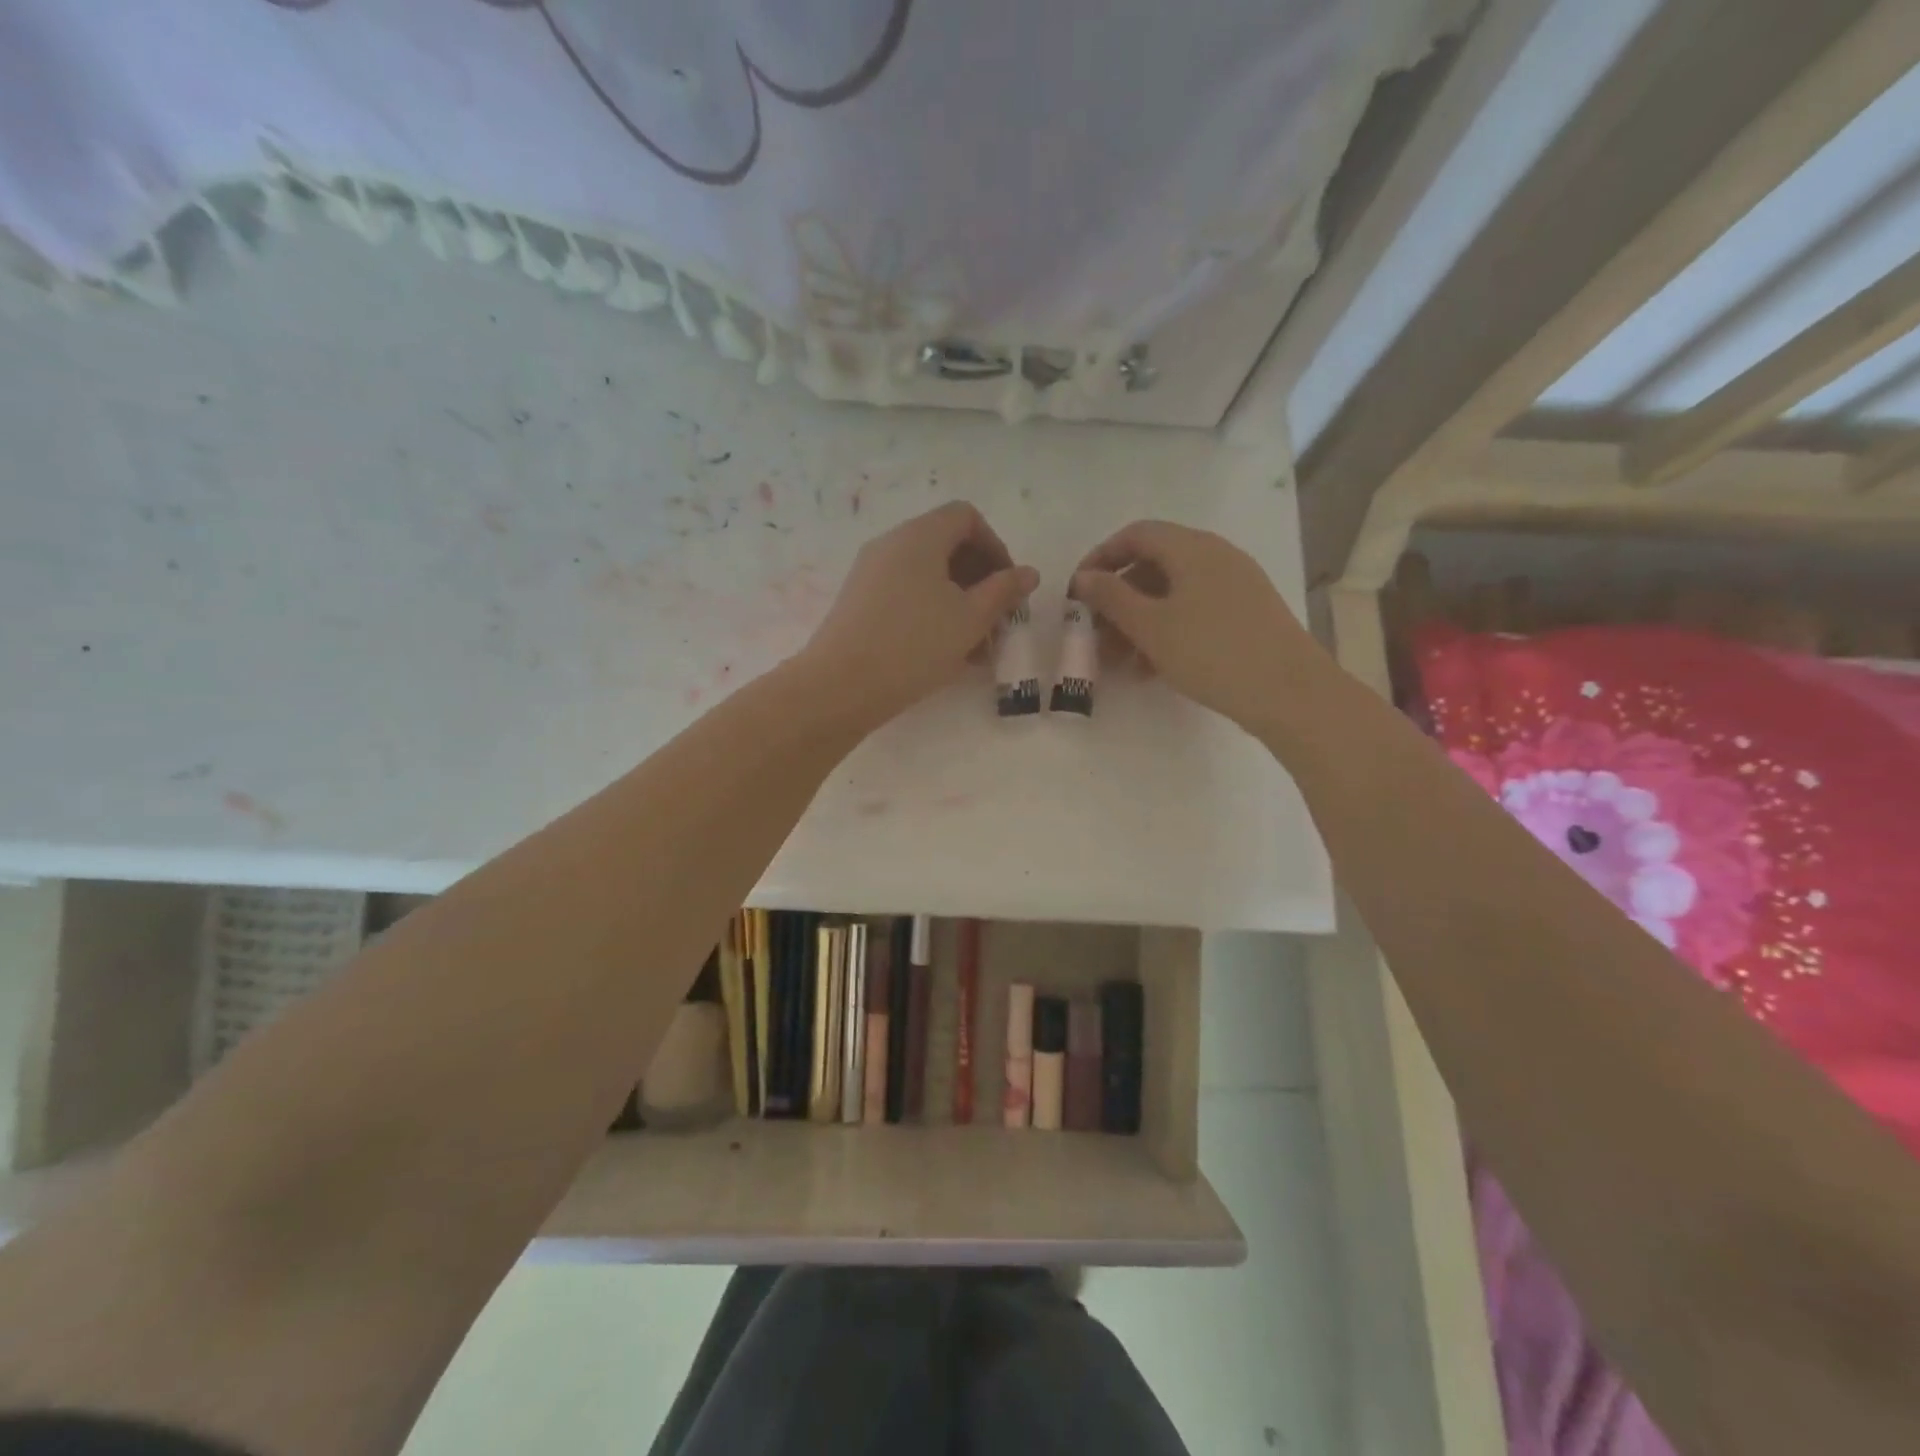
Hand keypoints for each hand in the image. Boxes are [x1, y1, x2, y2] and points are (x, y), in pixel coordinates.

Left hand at [802, 501, 1038, 724]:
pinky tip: (946, 654)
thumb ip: (1004, 590)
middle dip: (980, 581)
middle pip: (946, 546)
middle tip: (997, 621)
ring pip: (927, 577)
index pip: (966, 517)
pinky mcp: (859, 602)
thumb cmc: (914, 645)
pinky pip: (906, 595)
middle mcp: (891, 544)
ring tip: (977, 648)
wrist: (840, 686)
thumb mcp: (970, 619)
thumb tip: (1028, 573)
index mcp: (919, 536)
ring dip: (959, 603)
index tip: (1007, 587)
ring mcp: (870, 573)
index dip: (995, 547)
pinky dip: (932, 614)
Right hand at [1073, 520, 1325, 733]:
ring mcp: (1235, 585)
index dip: (1101, 557)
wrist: (1290, 692)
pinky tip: (1150, 668)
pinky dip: (1166, 631)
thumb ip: (1112, 598)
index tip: (1078, 591)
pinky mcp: (1245, 613)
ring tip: (1118, 660)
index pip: (1136, 534)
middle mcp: (1216, 556)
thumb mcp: (1151, 627)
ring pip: (1172, 593)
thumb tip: (1084, 577)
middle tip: (1094, 633)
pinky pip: (1194, 611)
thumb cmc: (1212, 652)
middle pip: (1153, 564)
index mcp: (1193, 548)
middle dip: (1118, 598)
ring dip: (1139, 620)